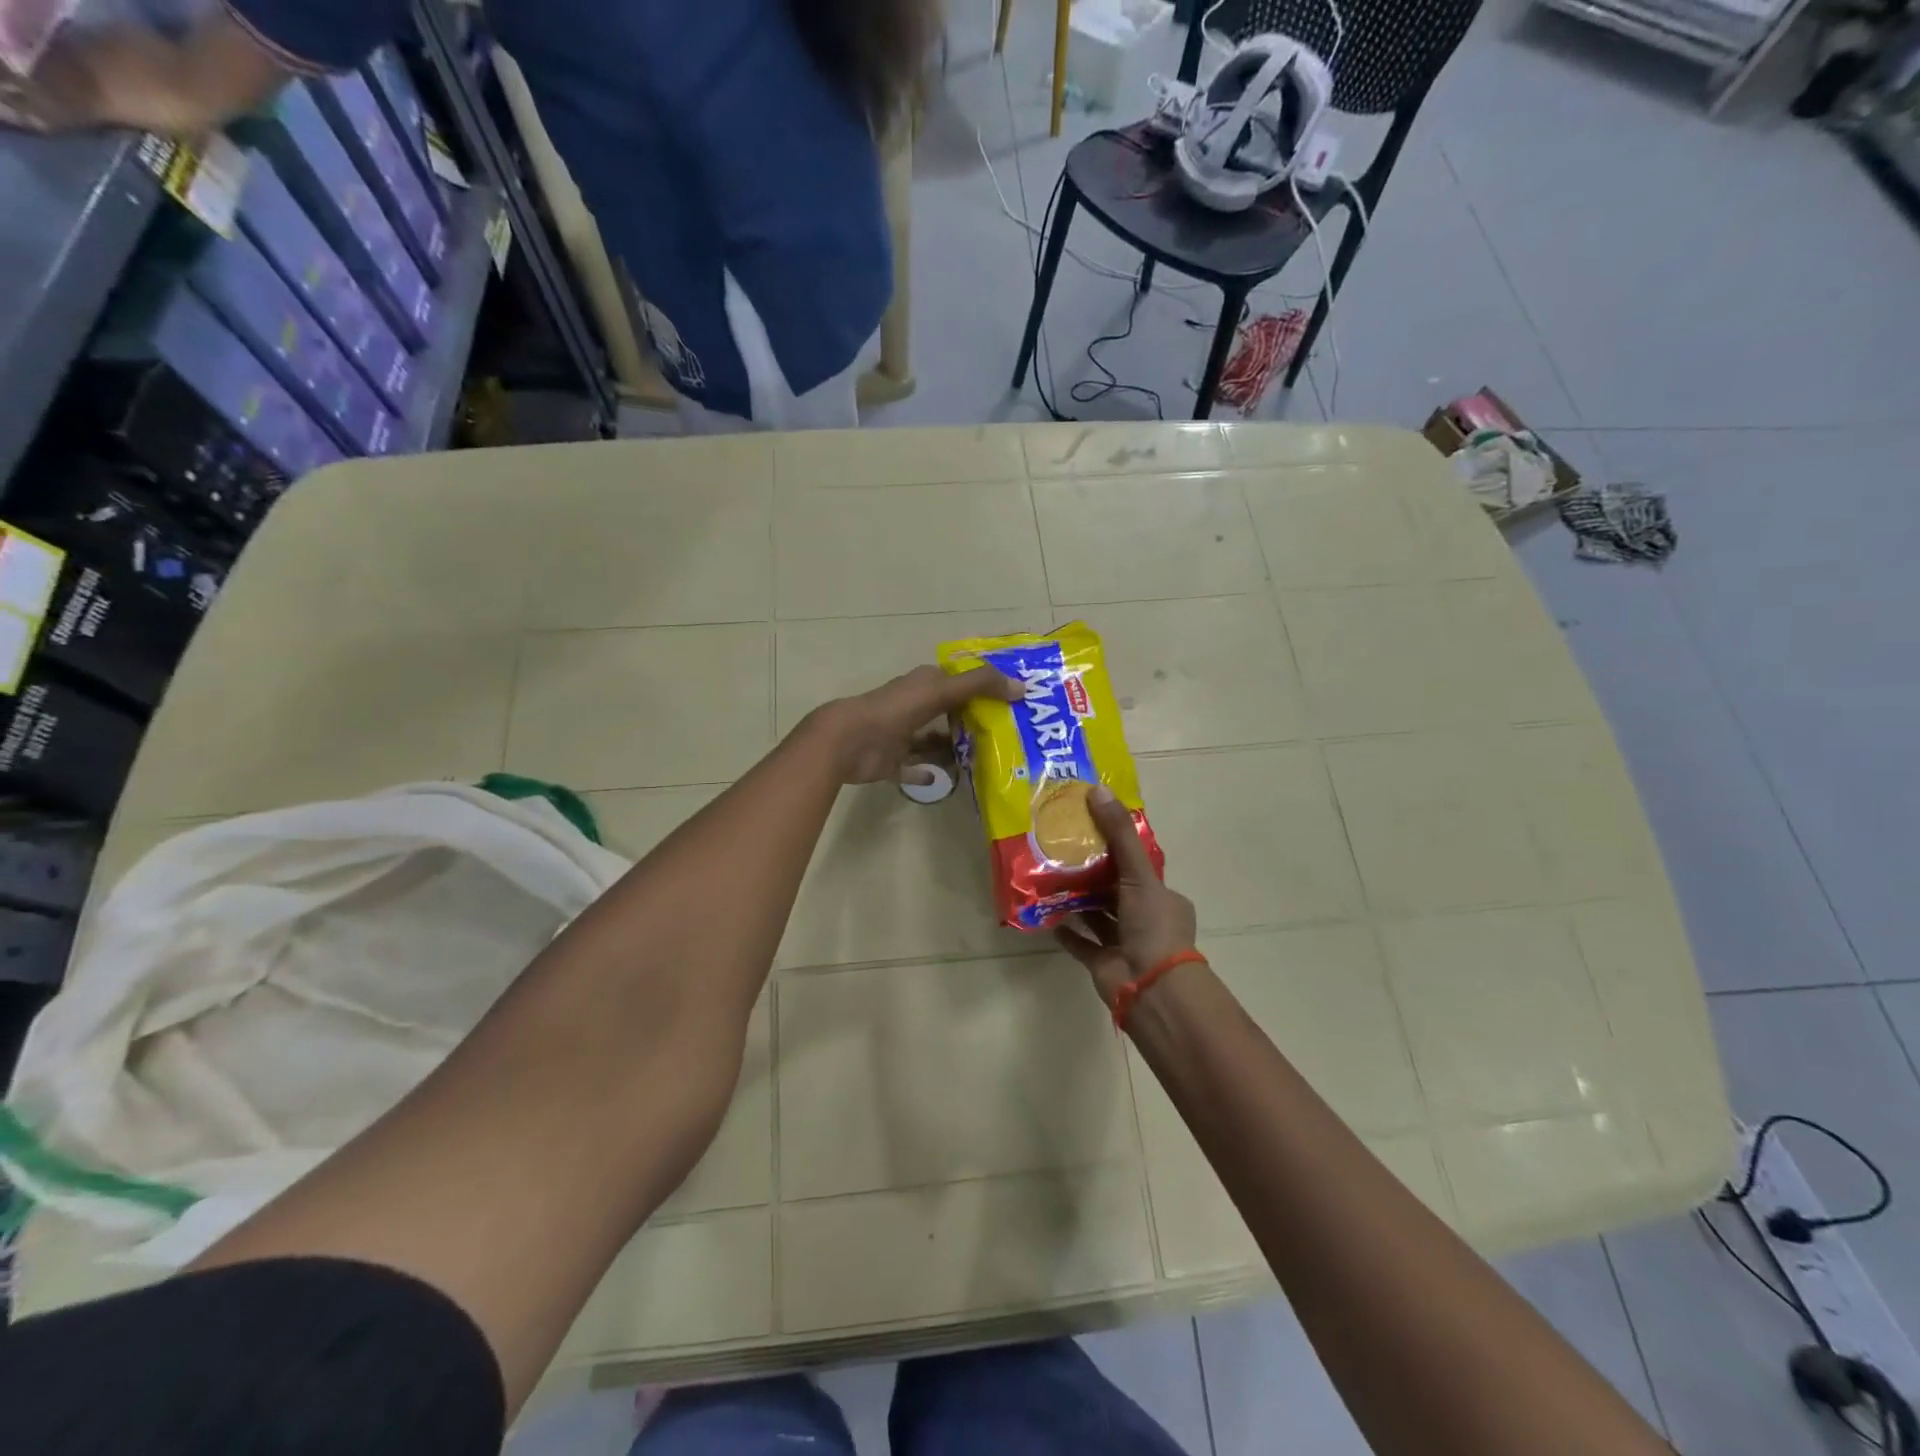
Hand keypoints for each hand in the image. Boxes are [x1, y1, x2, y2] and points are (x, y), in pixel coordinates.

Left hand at [809, 664, 1019, 786]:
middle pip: (948, 713)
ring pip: (933, 741)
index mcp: (923, 685)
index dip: (982, 689)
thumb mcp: (941, 691)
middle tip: (1006, 737)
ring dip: (952, 749)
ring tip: (986, 761)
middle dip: (972, 722)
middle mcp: (913, 706)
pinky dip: (927, 773)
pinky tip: (947, 779)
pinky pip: (914, 768)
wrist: (848, 741)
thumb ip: (980, 685)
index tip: (1011, 702)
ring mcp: (901, 734)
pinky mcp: (891, 761)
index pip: (958, 682)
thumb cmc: (895, 710)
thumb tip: (1022, 686)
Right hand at [1054, 786, 1197, 1001]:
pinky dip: (1067, 931)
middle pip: (1116, 890)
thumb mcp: (1139, 873)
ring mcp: (1125, 943)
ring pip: (1099, 915)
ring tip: (1050, 877)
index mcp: (1163, 898)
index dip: (1118, 849)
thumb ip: (1118, 835)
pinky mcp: (1104, 963)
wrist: (1151, 987)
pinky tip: (1047, 916)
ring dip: (1078, 900)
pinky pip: (1082, 943)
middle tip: (1064, 850)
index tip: (1092, 830)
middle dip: (1093, 874)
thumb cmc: (1153, 926)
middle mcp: (1146, 919)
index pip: (1140, 868)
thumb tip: (1097, 789)